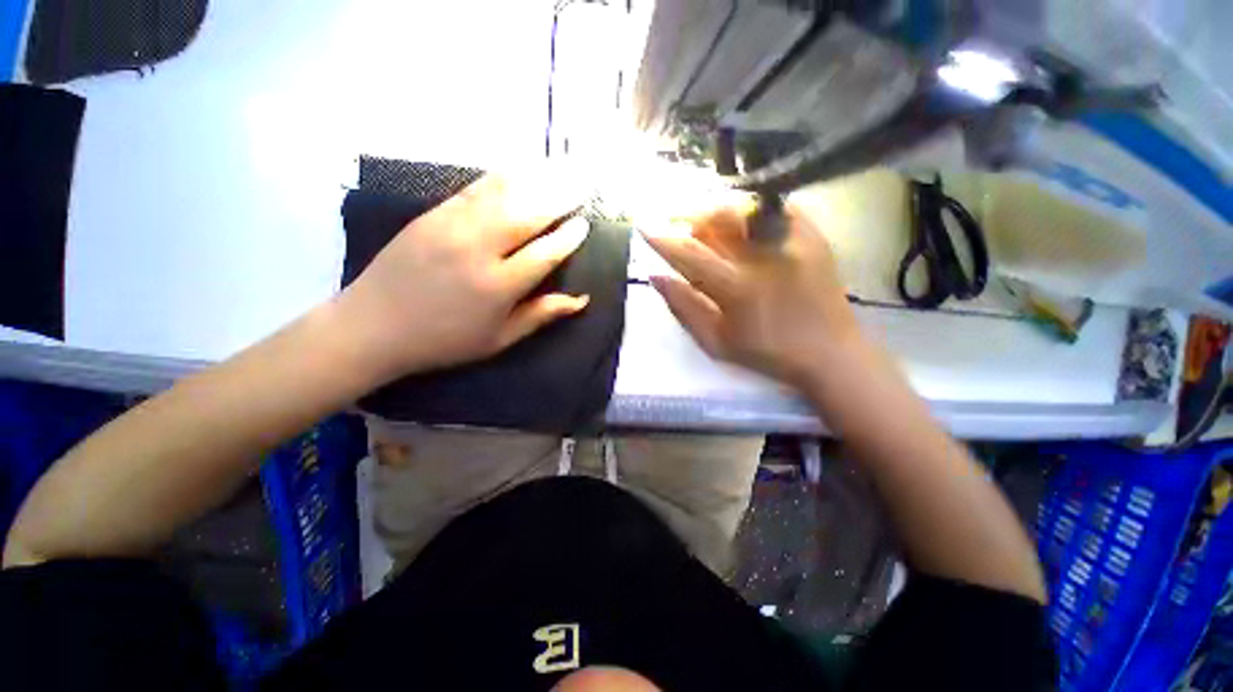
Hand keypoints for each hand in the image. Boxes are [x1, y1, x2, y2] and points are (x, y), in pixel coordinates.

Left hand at [338, 173, 590, 377]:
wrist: (374, 326)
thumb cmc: (445, 340)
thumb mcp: (499, 338)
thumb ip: (541, 315)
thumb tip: (581, 300)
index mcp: (498, 287)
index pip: (545, 253)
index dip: (568, 238)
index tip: (584, 224)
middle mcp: (478, 250)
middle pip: (527, 214)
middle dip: (560, 197)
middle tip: (582, 184)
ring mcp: (452, 227)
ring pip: (502, 194)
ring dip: (535, 179)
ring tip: (560, 169)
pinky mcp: (431, 214)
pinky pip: (473, 189)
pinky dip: (501, 178)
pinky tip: (518, 170)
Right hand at [645, 205, 861, 385]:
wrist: (830, 352)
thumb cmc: (768, 353)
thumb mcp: (716, 341)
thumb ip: (684, 308)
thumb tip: (656, 277)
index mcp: (737, 287)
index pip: (689, 254)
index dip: (663, 238)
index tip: (644, 225)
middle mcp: (763, 256)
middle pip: (716, 219)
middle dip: (688, 215)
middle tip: (674, 221)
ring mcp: (791, 240)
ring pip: (743, 207)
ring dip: (715, 210)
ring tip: (704, 221)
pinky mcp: (812, 234)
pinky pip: (772, 208)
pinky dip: (748, 209)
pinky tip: (739, 221)